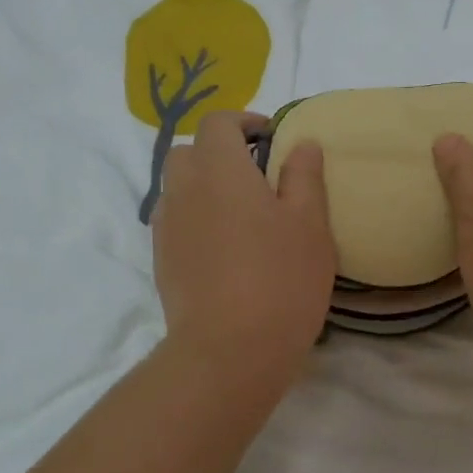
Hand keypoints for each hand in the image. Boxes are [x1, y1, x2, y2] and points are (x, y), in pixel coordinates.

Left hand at [150, 111, 335, 383]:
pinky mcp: (162, 261)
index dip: (244, 122)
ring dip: (205, 186)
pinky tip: (226, 249)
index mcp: (220, 170)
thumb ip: (304, 176)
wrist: (229, 351)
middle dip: (218, 152)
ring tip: (242, 214)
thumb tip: (301, 143)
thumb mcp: (310, 224)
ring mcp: (167, 228)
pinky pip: (176, 222)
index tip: (271, 139)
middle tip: (256, 175)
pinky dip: (196, 218)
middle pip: (189, 152)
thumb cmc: (281, 279)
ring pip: (178, 188)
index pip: (218, 123)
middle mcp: (184, 190)